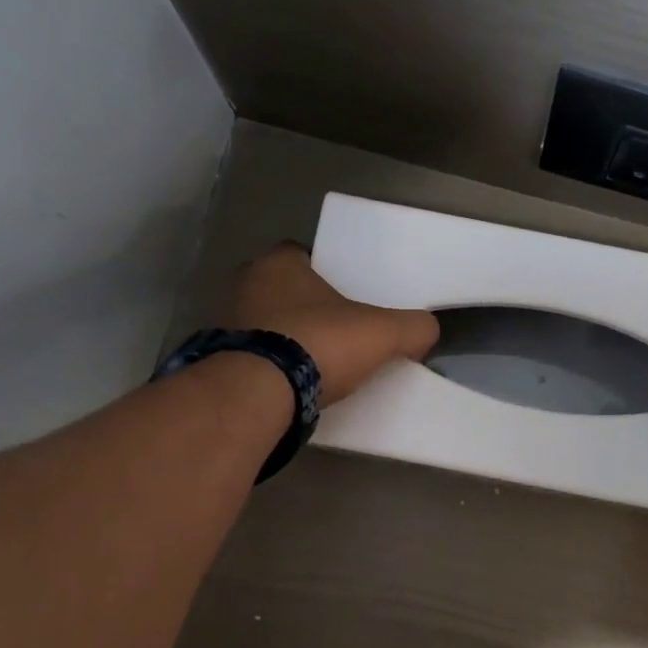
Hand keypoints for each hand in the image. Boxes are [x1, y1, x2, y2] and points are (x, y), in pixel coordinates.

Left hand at [227, 244, 439, 404]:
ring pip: (265, 324)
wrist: (261, 393)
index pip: (303, 254)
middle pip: (283, 290)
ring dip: (287, 339)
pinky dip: (271, 368)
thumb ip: (413, 327)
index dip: (327, 272)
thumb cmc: (321, 343)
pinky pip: (253, 358)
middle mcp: (244, 285)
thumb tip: (427, 330)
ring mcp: (225, 324)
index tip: (348, 296)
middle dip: (307, 307)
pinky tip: (294, 386)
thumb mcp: (383, 333)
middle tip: (338, 330)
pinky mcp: (220, 362)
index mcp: (278, 263)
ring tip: (318, 362)